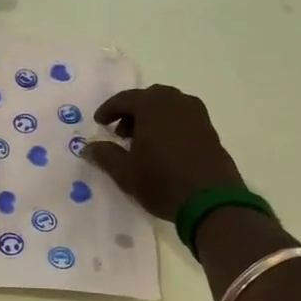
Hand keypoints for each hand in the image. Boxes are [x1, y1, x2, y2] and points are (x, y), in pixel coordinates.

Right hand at [83, 85, 243, 221]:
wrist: (212, 201)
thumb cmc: (161, 181)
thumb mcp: (125, 172)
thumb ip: (104, 155)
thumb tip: (88, 147)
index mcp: (152, 105)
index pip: (124, 99)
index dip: (108, 110)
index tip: (98, 123)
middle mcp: (176, 102)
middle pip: (148, 98)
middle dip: (132, 112)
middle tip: (120, 132)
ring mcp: (197, 115)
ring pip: (168, 107)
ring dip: (152, 118)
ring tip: (141, 142)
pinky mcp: (210, 131)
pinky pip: (183, 119)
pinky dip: (169, 126)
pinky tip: (163, 148)